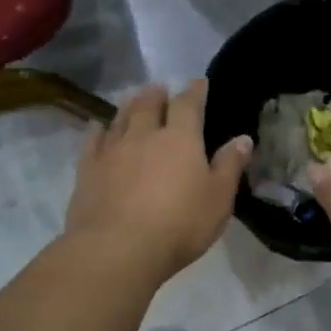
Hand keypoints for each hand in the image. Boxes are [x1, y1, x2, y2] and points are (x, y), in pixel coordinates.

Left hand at [65, 80, 252, 283]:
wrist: (117, 249)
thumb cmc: (179, 225)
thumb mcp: (218, 199)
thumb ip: (229, 166)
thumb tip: (243, 138)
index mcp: (180, 139)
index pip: (188, 105)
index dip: (194, 91)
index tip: (198, 82)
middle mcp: (144, 135)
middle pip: (149, 104)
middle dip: (157, 94)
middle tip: (159, 88)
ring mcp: (112, 150)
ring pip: (121, 118)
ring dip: (129, 105)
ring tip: (133, 98)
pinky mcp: (87, 169)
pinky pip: (93, 140)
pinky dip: (98, 130)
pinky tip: (98, 128)